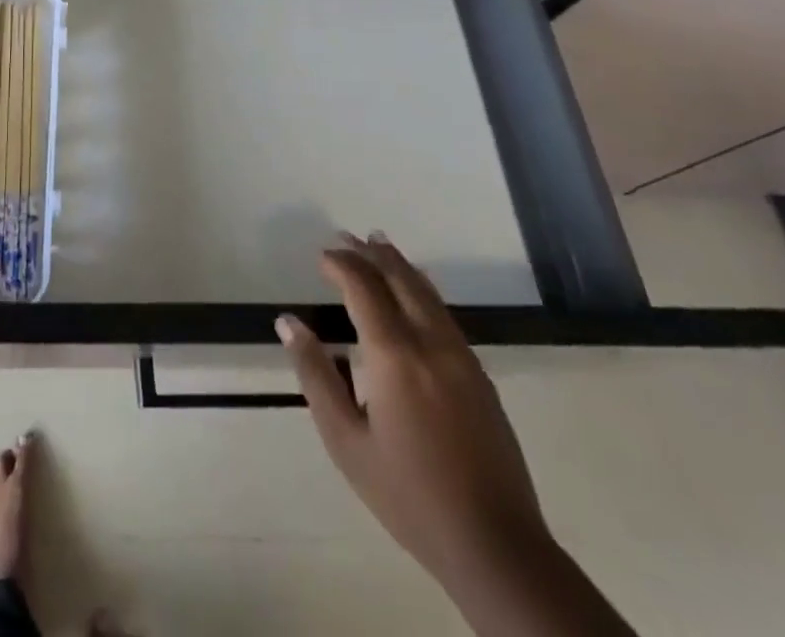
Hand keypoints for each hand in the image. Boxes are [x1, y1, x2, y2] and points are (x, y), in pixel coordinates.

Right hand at [278, 233, 549, 585]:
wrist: (496, 547)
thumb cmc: (408, 495)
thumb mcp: (346, 441)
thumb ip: (315, 375)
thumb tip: (288, 322)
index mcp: (394, 355)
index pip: (364, 288)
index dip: (341, 264)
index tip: (321, 256)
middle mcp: (431, 343)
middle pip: (400, 279)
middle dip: (371, 254)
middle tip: (347, 237)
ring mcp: (462, 358)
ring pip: (428, 293)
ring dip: (400, 265)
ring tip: (379, 245)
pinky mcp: (480, 376)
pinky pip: (445, 314)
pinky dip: (422, 289)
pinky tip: (415, 293)